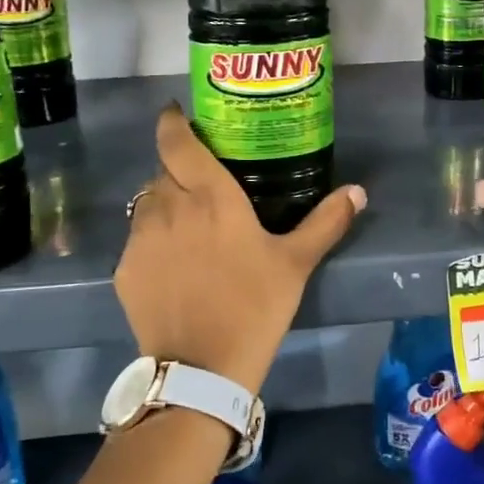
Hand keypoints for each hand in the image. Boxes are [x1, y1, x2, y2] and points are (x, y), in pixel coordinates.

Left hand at [113, 103, 366, 393]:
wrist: (201, 370)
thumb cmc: (254, 306)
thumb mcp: (296, 263)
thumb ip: (326, 222)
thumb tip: (358, 191)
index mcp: (210, 196)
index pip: (177, 141)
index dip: (173, 121)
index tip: (178, 113)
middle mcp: (169, 206)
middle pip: (164, 170)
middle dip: (180, 169)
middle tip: (203, 185)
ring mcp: (141, 238)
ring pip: (147, 202)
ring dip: (164, 203)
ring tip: (187, 225)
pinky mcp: (125, 269)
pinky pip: (137, 239)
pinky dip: (153, 240)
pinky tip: (173, 265)